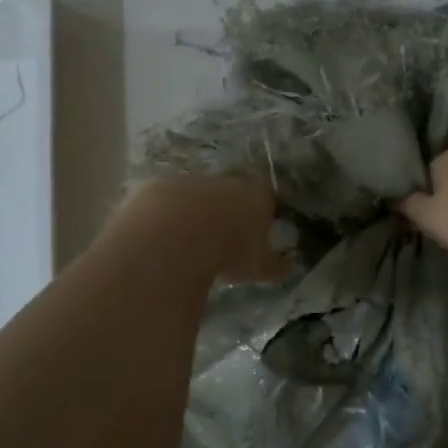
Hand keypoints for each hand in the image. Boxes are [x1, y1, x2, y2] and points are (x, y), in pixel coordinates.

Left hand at [115, 177, 289, 284]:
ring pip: (197, 195)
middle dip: (227, 210)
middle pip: (231, 191)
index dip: (261, 213)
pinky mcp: (159, 187)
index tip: (255, 232)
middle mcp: (226, 181)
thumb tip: (288, 266)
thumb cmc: (230, 250)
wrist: (178, 235)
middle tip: (222, 238)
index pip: (266, 197)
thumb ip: (275, 265)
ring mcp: (191, 180)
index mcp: (256, 194)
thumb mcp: (259, 266)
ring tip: (189, 242)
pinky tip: (162, 239)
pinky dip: (166, 217)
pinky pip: (167, 203)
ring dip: (195, 213)